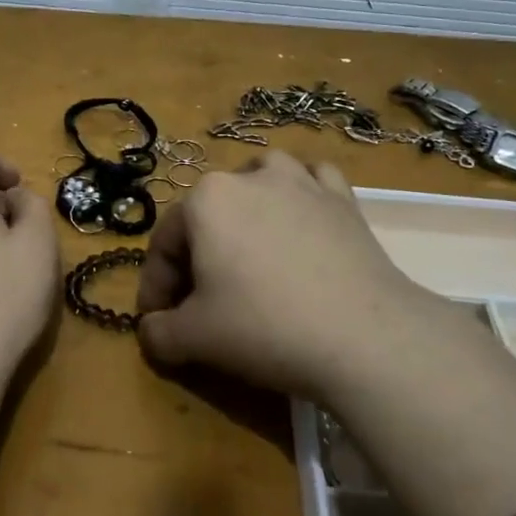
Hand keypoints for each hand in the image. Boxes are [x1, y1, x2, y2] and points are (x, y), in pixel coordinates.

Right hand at [135, 150, 474, 402]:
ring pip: (260, 181)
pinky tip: (302, 219)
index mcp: (205, 200)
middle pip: (207, 216)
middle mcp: (249, 177)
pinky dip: (302, 195)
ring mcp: (302, 182)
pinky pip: (313, 181)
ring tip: (248, 245)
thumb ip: (159, 333)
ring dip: (246, 208)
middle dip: (197, 257)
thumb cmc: (265, 327)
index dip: (156, 287)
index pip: (165, 243)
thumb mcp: (194, 338)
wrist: (364, 337)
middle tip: (201, 302)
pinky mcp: (343, 199)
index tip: (159, 322)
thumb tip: (151, 331)